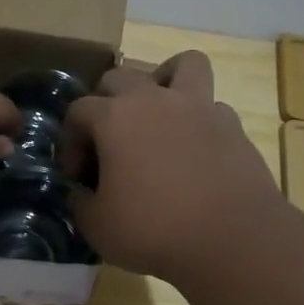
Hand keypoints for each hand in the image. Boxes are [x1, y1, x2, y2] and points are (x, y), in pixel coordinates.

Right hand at [64, 51, 284, 282]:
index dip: (70, 142)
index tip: (77, 176)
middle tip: (109, 142)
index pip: (78, 110)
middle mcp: (155, 100)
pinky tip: (195, 148)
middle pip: (120, 77)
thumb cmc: (154, 230)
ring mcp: (199, 107)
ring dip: (164, 80)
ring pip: (183, 64)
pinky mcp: (233, 126)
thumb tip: (81, 191)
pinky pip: (212, 106)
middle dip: (105, 103)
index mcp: (115, 117)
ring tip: (159, 112)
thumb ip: (80, 202)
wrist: (233, 240)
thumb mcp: (97, 226)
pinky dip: (199, 119)